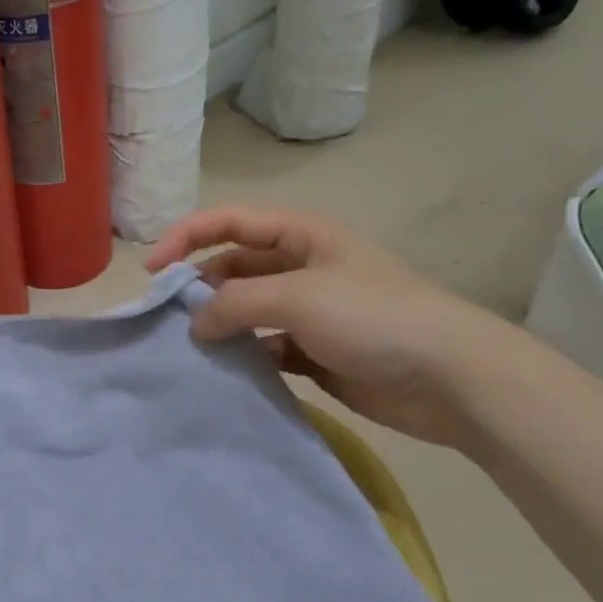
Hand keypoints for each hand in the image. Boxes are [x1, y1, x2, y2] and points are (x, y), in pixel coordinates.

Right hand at [148, 206, 517, 448]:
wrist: (450, 378)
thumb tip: (194, 324)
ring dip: (218, 324)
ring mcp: (309, 312)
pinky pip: (264, 348)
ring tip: (187, 347)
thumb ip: (235, 303)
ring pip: (246, 310)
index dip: (186, 237)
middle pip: (233, 266)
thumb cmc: (373, 318)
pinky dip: (243, 356)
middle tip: (166, 316)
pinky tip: (224, 372)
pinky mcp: (314, 352)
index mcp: (302, 236)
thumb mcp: (297, 297)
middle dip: (198, 285)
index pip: (230, 222)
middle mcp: (301, 267)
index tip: (152, 271)